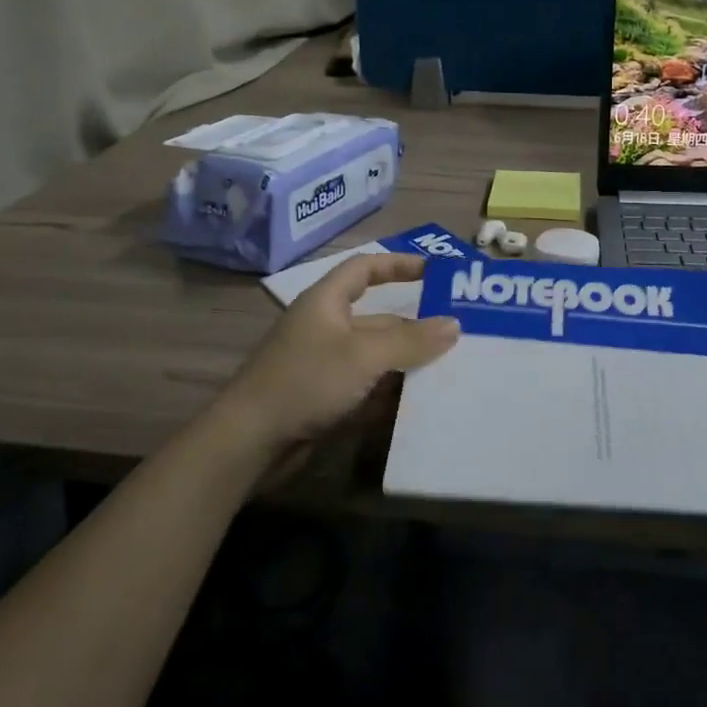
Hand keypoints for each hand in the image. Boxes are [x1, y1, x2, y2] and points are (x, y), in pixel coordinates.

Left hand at [214, 253, 459, 477]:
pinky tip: (418, 404)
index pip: (365, 268)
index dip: (398, 264)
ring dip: (406, 364)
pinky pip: (365, 388)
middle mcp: (325, 328)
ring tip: (449, 370)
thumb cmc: (306, 381)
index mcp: (326, 302)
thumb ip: (410, 340)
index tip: (434, 272)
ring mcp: (323, 366)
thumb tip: (453, 324)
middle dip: (414, 327)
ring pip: (375, 357)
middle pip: (378, 319)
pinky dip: (389, 393)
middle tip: (457, 336)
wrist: (250, 442)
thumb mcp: (364, 355)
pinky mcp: (324, 399)